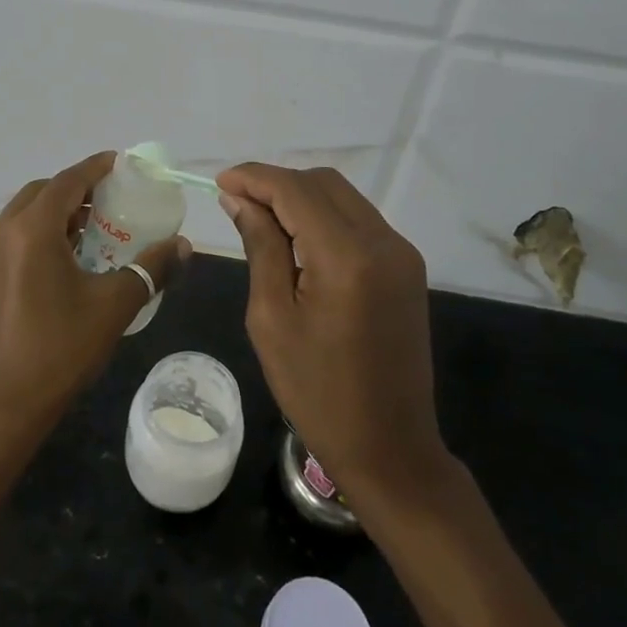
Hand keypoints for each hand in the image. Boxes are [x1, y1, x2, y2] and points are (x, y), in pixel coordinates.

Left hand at [0, 151, 189, 460]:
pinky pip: (10, 239)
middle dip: (74, 190)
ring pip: (22, 216)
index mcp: (30, 231)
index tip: (119, 163)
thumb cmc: (58, 352)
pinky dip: (37, 234)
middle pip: (40, 193)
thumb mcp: (112, 307)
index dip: (95, 168)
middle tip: (109, 200)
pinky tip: (62, 261)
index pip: (66, 182)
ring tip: (91, 229)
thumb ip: (151, 269)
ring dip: (55, 213)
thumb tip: (184, 246)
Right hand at [218, 164, 448, 511]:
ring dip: (301, 198)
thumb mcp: (272, 319)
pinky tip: (297, 239)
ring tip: (261, 219)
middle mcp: (383, 242)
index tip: (219, 181)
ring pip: (343, 197)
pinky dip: (324, 217)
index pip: (296, 190)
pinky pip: (359, 221)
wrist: (391, 448)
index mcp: (347, 257)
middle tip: (237, 203)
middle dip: (277, 183)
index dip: (254, 177)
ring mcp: (402, 254)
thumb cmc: (318, 393)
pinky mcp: (407, 268)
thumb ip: (260, 247)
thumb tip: (240, 200)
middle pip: (323, 183)